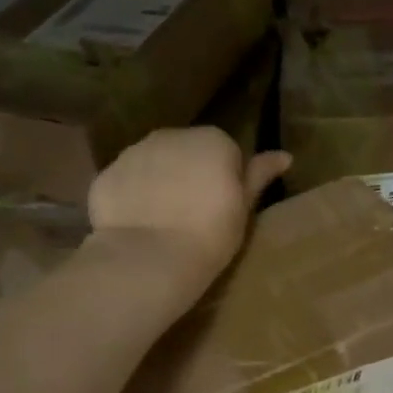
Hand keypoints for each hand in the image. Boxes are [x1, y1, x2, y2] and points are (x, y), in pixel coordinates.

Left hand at [87, 127, 290, 293]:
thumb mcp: (243, 207)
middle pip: (186, 152)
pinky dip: (131, 197)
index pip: (225, 152)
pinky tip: (138, 225)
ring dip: (160, 183)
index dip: (225, 180)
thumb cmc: (210, 234)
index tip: (222, 207)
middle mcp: (171, 135)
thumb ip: (259, 175)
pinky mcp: (106, 174)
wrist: (151, 257)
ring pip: (153, 163)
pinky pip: (126, 181)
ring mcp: (134, 152)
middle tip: (193, 215)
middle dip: (190, 174)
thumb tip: (285, 155)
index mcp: (212, 139)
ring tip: (164, 222)